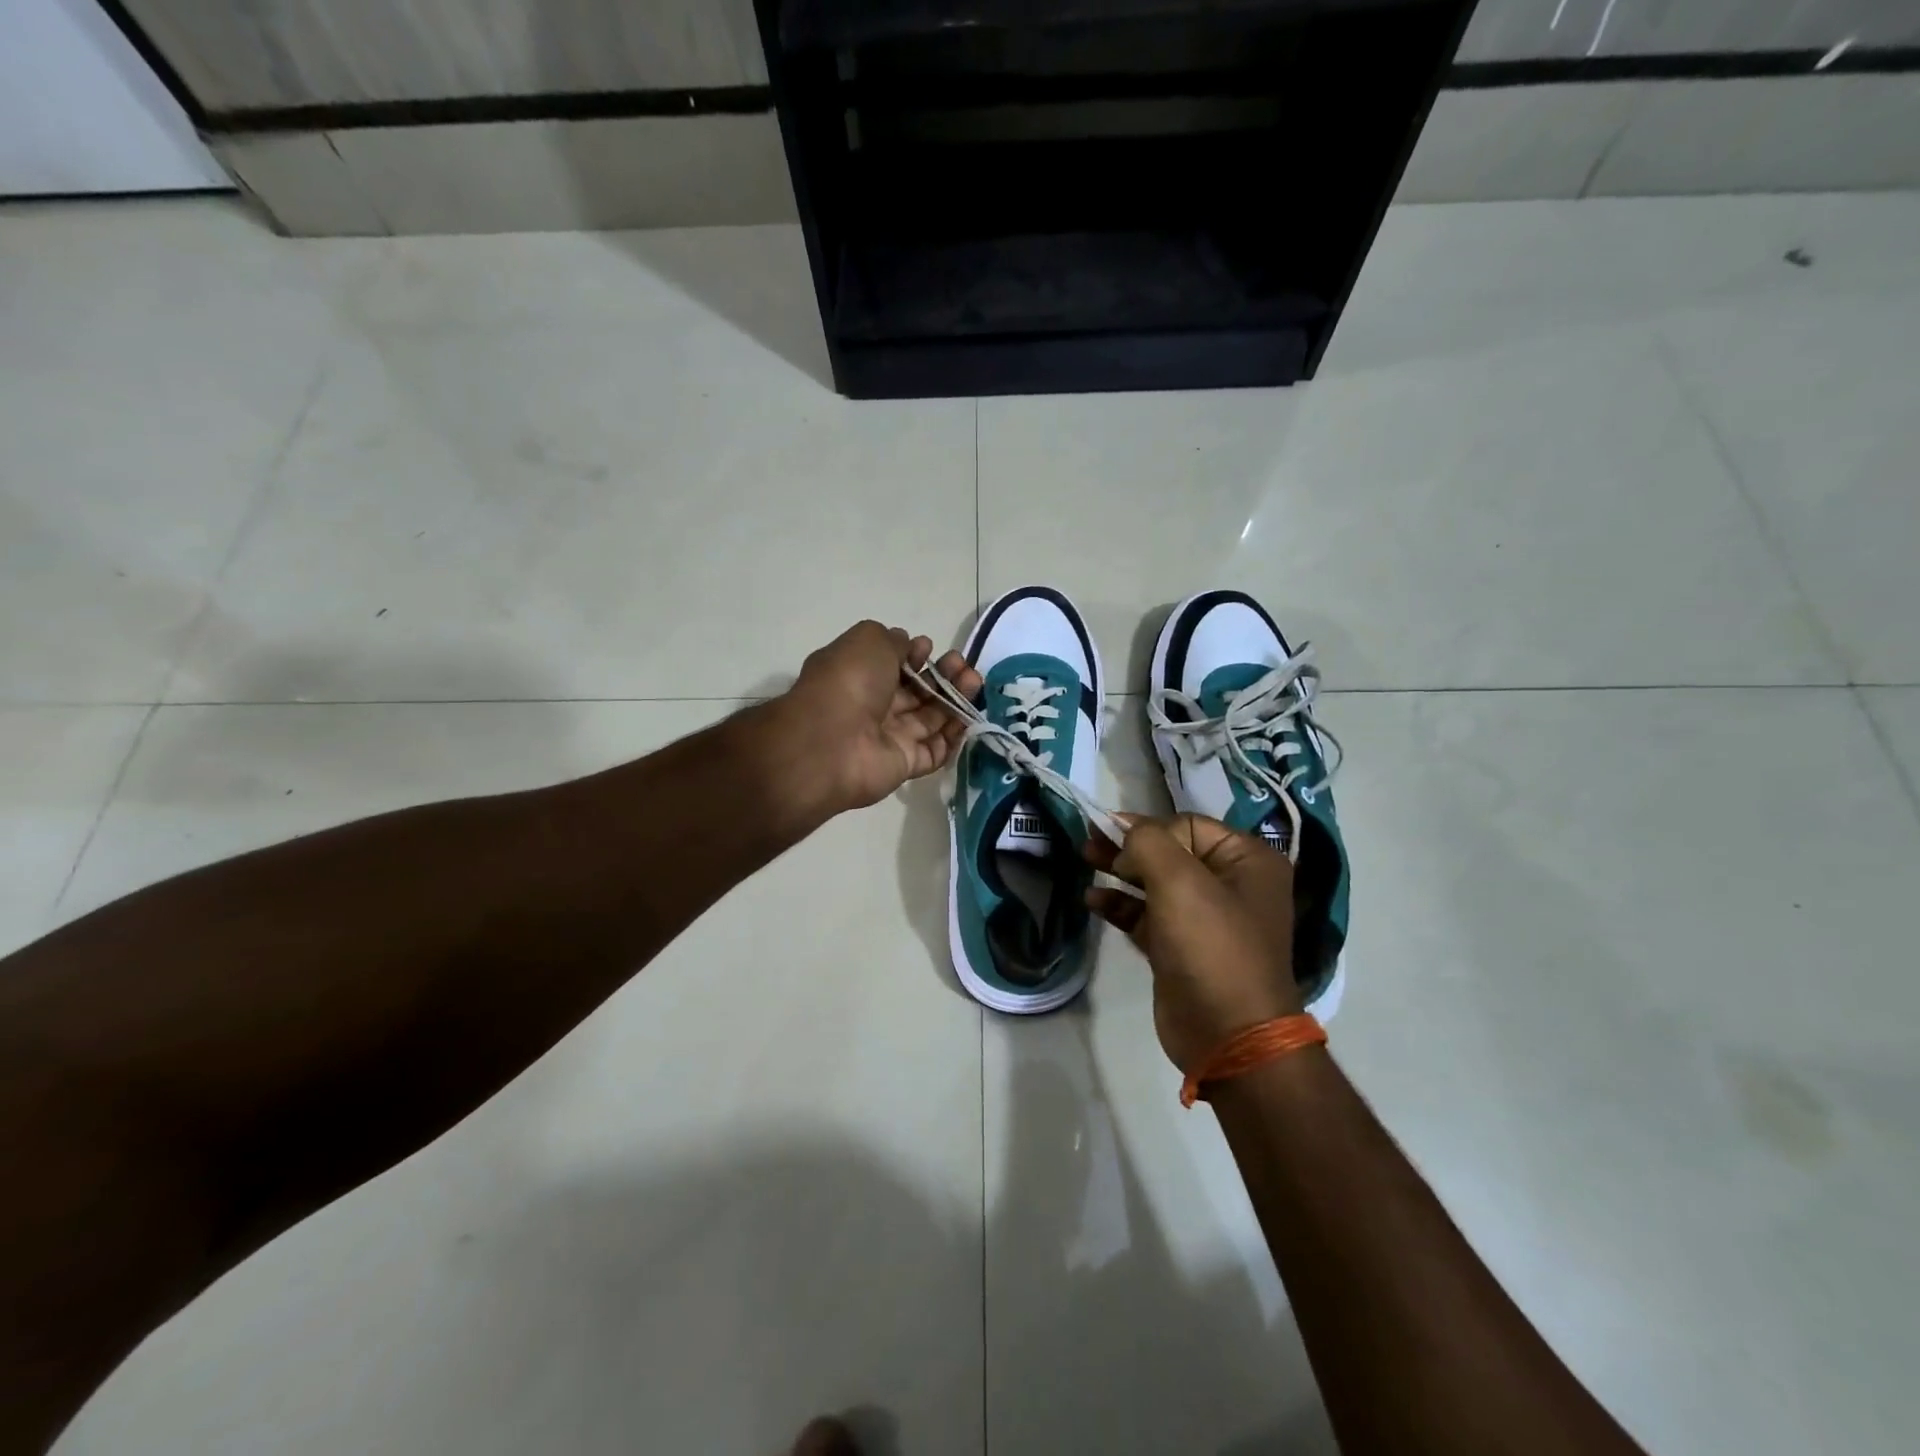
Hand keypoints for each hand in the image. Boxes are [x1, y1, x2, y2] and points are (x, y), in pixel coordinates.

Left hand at [778, 621, 981, 813]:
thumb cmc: (849, 683)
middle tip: (962, 665)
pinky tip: (970, 717)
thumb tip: (907, 644)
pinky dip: (953, 736)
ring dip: (955, 699)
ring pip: (930, 718)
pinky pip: (934, 751)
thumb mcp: (868, 640)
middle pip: (916, 691)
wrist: (833, 743)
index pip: (892, 665)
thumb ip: (892, 640)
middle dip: (942, 676)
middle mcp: (873, 706)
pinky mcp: (904, 765)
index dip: (913, 655)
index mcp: (857, 675)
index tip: (929, 648)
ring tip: (974, 681)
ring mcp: (889, 737)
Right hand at [1085, 815, 1301, 1074]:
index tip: (1109, 833)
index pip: (1188, 826)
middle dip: (1128, 847)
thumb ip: (1148, 842)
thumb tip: (1123, 825)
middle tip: (1088, 841)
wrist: (1228, 1035)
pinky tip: (1093, 899)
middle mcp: (1231, 885)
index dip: (1147, 827)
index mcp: (1247, 861)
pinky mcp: (1181, 948)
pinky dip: (1121, 905)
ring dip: (1119, 872)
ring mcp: (1206, 919)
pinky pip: (1147, 915)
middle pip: (1170, 852)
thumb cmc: (1211, 946)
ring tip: (1084, 860)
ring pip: (1155, 882)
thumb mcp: (1179, 881)